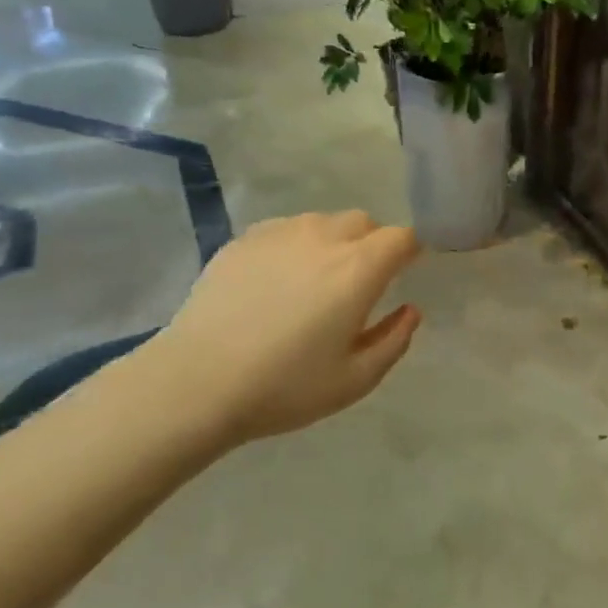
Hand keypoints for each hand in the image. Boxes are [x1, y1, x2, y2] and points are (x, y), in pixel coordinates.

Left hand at [152, 211, 422, 442]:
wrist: (197, 381)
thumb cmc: (284, 386)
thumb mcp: (354, 380)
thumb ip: (393, 340)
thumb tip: (410, 311)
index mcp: (358, 268)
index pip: (402, 237)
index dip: (410, 250)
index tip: (405, 270)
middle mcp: (324, 237)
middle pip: (363, 222)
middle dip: (372, 244)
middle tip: (359, 283)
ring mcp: (280, 232)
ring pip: (322, 222)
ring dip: (332, 242)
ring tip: (313, 282)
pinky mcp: (244, 239)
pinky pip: (285, 230)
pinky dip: (294, 246)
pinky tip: (275, 282)